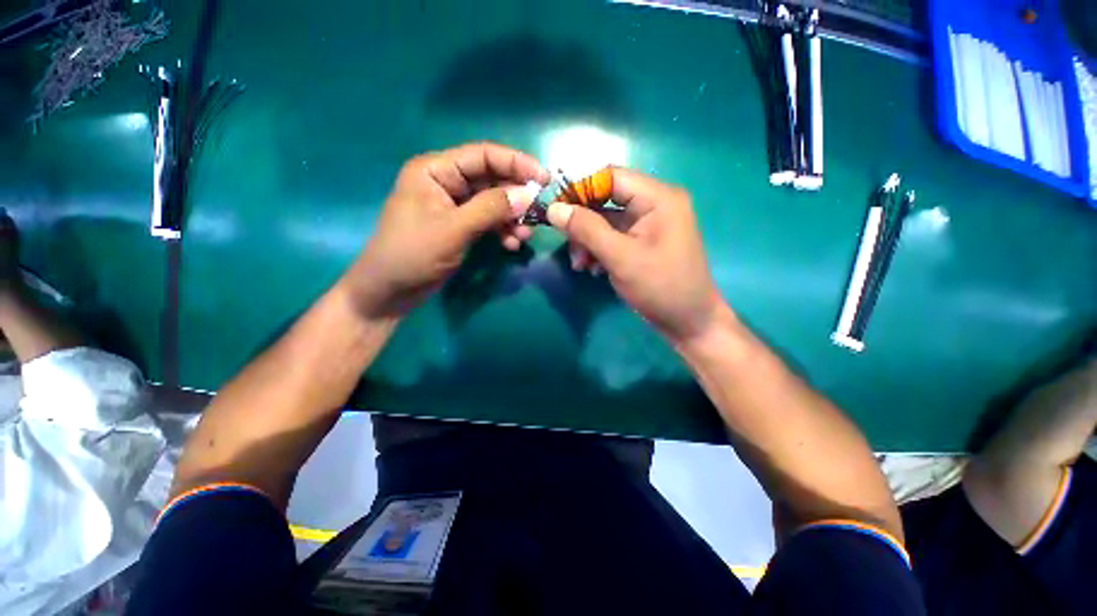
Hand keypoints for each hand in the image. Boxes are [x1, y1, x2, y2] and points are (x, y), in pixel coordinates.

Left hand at [344, 142, 547, 318]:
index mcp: (436, 171)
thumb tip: (527, 195)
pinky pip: (488, 221)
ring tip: (524, 237)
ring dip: (511, 218)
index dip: (516, 163)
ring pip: (493, 203)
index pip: (483, 156)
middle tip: (539, 211)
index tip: (544, 179)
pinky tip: (511, 245)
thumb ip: (490, 209)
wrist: (390, 291)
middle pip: (491, 179)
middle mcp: (446, 183)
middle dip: (516, 197)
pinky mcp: (460, 226)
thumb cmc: (412, 254)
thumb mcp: (453, 229)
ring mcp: (454, 206)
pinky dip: (502, 231)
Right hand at [546, 168, 726, 343]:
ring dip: (587, 241)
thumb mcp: (620, 257)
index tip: (555, 209)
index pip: (611, 177)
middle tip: (567, 244)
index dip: (579, 189)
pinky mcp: (642, 242)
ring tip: (579, 264)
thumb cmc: (660, 287)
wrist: (688, 322)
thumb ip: (586, 229)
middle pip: (606, 200)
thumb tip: (553, 208)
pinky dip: (598, 250)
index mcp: (658, 198)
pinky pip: (613, 237)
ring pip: (605, 221)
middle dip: (582, 223)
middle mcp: (654, 204)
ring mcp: (648, 225)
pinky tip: (591, 269)